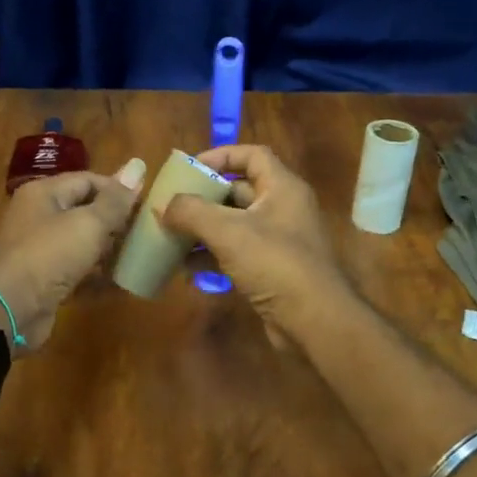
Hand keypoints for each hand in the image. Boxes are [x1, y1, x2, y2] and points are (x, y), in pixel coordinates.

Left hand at [0, 161, 143, 351]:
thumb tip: (138, 165)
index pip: (88, 180)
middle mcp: (39, 216)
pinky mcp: (44, 280)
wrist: (9, 309)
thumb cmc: (49, 255)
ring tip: (139, 256)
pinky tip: (121, 283)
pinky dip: (96, 276)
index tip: (146, 205)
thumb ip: (115, 200)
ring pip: (81, 242)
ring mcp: (40, 250)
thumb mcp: (88, 224)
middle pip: (84, 210)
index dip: (118, 190)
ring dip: (108, 250)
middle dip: (115, 221)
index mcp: (44, 193)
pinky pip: (76, 271)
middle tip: (146, 232)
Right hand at [159, 144, 355, 349]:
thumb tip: (163, 205)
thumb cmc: (274, 263)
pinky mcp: (271, 270)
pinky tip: (185, 269)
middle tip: (171, 205)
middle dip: (203, 198)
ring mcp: (278, 241)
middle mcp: (283, 209)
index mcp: (282, 188)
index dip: (220, 156)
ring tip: (170, 237)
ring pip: (234, 225)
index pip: (252, 155)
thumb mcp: (228, 231)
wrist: (314, 321)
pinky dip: (211, 257)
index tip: (189, 168)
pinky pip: (236, 254)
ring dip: (202, 230)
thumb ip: (191, 212)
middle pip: (238, 191)